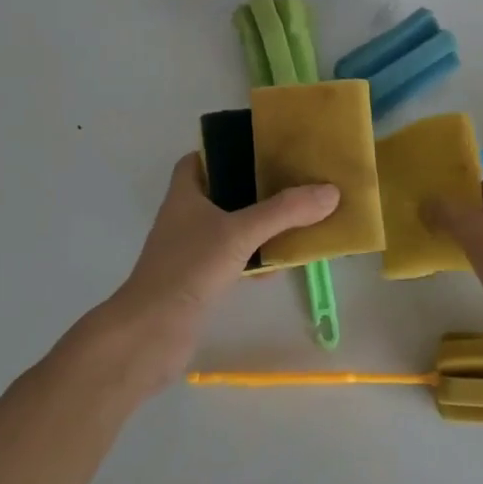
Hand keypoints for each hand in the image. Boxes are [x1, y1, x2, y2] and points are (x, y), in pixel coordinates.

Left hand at [98, 153, 338, 388]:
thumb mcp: (241, 233)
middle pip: (220, 192)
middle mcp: (184, 218)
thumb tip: (330, 191)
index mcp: (185, 195)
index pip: (198, 160)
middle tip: (289, 181)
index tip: (259, 150)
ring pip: (229, 228)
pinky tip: (279, 265)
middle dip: (253, 188)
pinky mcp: (198, 281)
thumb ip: (285, 212)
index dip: (224, 151)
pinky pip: (232, 260)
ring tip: (295, 218)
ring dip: (257, 225)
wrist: (152, 333)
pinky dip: (254, 259)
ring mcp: (190, 251)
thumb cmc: (189, 268)